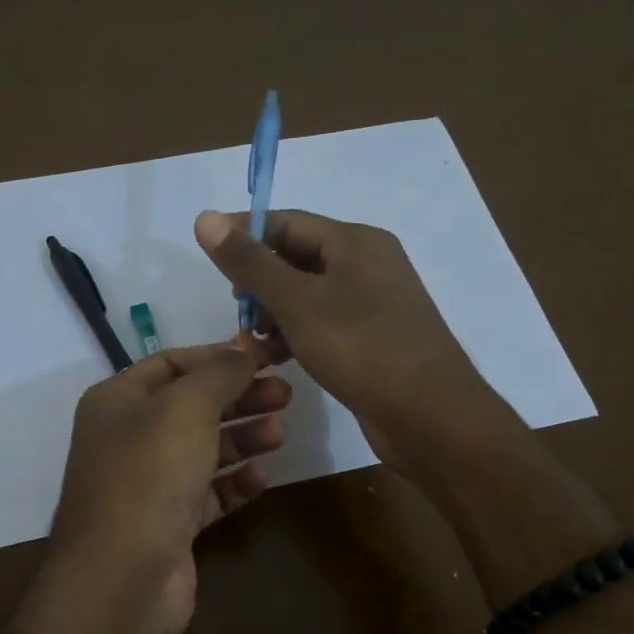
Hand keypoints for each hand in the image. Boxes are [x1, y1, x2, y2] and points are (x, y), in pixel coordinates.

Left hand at [48, 342, 290, 633]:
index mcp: (118, 401)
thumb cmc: (148, 477)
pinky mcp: (169, 524)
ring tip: (280, 433)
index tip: (266, 357)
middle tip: (286, 395)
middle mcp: (129, 438)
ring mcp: (148, 484)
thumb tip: (244, 350)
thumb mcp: (185, 408)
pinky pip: (207, 494)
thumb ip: (219, 373)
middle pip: (192, 406)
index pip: (172, 363)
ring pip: (202, 450)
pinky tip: (260, 479)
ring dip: (242, 438)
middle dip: (239, 397)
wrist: (121, 579)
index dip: (219, 357)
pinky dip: (234, 484)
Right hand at [193, 209, 513, 471]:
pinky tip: (276, 359)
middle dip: (259, 282)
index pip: (287, 222)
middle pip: (297, 258)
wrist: (429, 415)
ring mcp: (373, 304)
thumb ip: (250, 262)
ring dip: (274, 314)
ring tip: (249, 342)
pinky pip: (323, 324)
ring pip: (308, 296)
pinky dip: (296, 335)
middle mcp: (367, 265)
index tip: (207, 254)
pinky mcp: (372, 339)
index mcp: (355, 242)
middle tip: (235, 311)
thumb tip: (205, 217)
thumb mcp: (297, 302)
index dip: (244, 233)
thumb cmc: (361, 348)